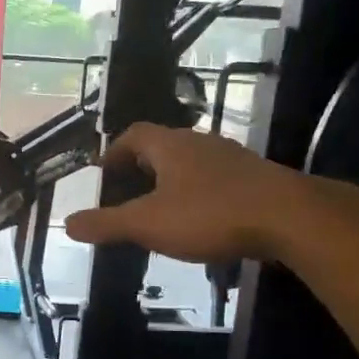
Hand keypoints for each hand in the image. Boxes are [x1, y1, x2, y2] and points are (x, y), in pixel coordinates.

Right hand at [64, 124, 346, 264]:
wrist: (291, 218)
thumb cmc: (210, 214)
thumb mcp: (148, 223)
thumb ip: (106, 224)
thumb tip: (67, 224)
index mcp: (170, 146)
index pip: (134, 134)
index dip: (114, 151)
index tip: (103, 172)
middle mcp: (200, 143)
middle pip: (163, 146)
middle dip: (141, 166)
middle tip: (126, 192)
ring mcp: (232, 159)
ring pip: (192, 163)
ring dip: (172, 181)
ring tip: (160, 208)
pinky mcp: (255, 179)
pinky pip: (216, 180)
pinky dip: (199, 195)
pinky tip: (201, 221)